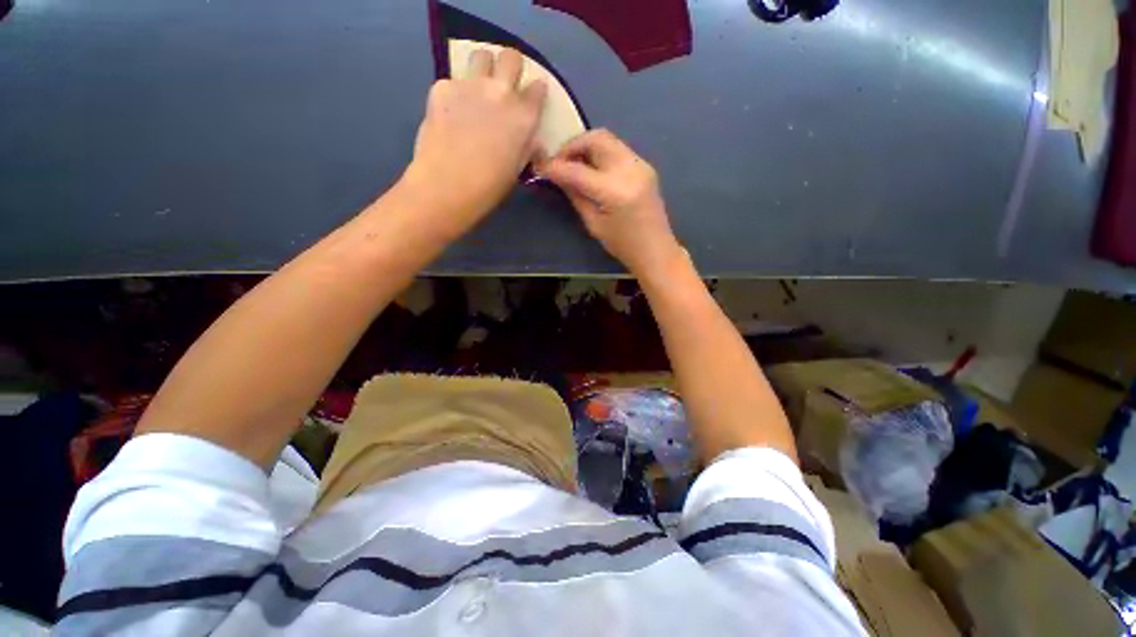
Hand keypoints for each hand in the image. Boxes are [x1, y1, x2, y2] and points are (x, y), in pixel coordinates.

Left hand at [403, 47, 546, 237]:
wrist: (447, 185)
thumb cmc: (489, 186)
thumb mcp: (517, 168)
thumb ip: (526, 146)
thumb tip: (533, 140)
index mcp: (523, 116)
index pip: (537, 88)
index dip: (535, 92)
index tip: (531, 99)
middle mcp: (500, 92)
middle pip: (511, 57)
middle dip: (511, 67)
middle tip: (505, 84)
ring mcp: (469, 85)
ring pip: (481, 56)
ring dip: (483, 68)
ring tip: (477, 89)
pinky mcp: (442, 87)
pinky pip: (453, 81)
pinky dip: (455, 93)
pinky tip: (451, 113)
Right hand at [537, 129, 682, 275]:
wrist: (656, 250)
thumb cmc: (623, 245)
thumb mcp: (594, 224)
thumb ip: (576, 195)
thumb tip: (558, 176)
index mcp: (615, 191)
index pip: (578, 170)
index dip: (555, 166)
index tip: (540, 166)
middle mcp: (630, 170)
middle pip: (596, 138)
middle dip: (572, 145)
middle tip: (559, 162)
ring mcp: (641, 165)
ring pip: (608, 139)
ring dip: (586, 147)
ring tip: (573, 165)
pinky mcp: (645, 166)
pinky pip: (617, 149)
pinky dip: (600, 153)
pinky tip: (591, 169)